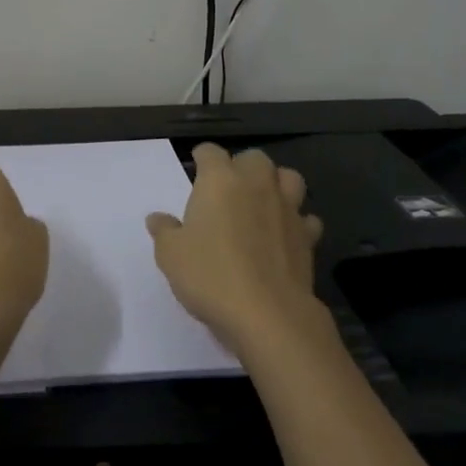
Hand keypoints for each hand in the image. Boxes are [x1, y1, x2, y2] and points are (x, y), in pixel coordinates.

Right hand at [146, 144, 327, 356]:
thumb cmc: (210, 276)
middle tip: (228, 187)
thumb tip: (157, 218)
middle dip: (241, 166)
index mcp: (220, 181)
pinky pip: (306, 218)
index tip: (196, 167)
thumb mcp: (171, 255)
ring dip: (276, 184)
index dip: (202, 157)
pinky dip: (297, 221)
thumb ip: (164, 231)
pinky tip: (285, 234)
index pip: (211, 153)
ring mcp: (287, 209)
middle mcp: (257, 185)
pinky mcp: (308, 236)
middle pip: (255, 158)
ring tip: (263, 201)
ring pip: (289, 178)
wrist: (267, 313)